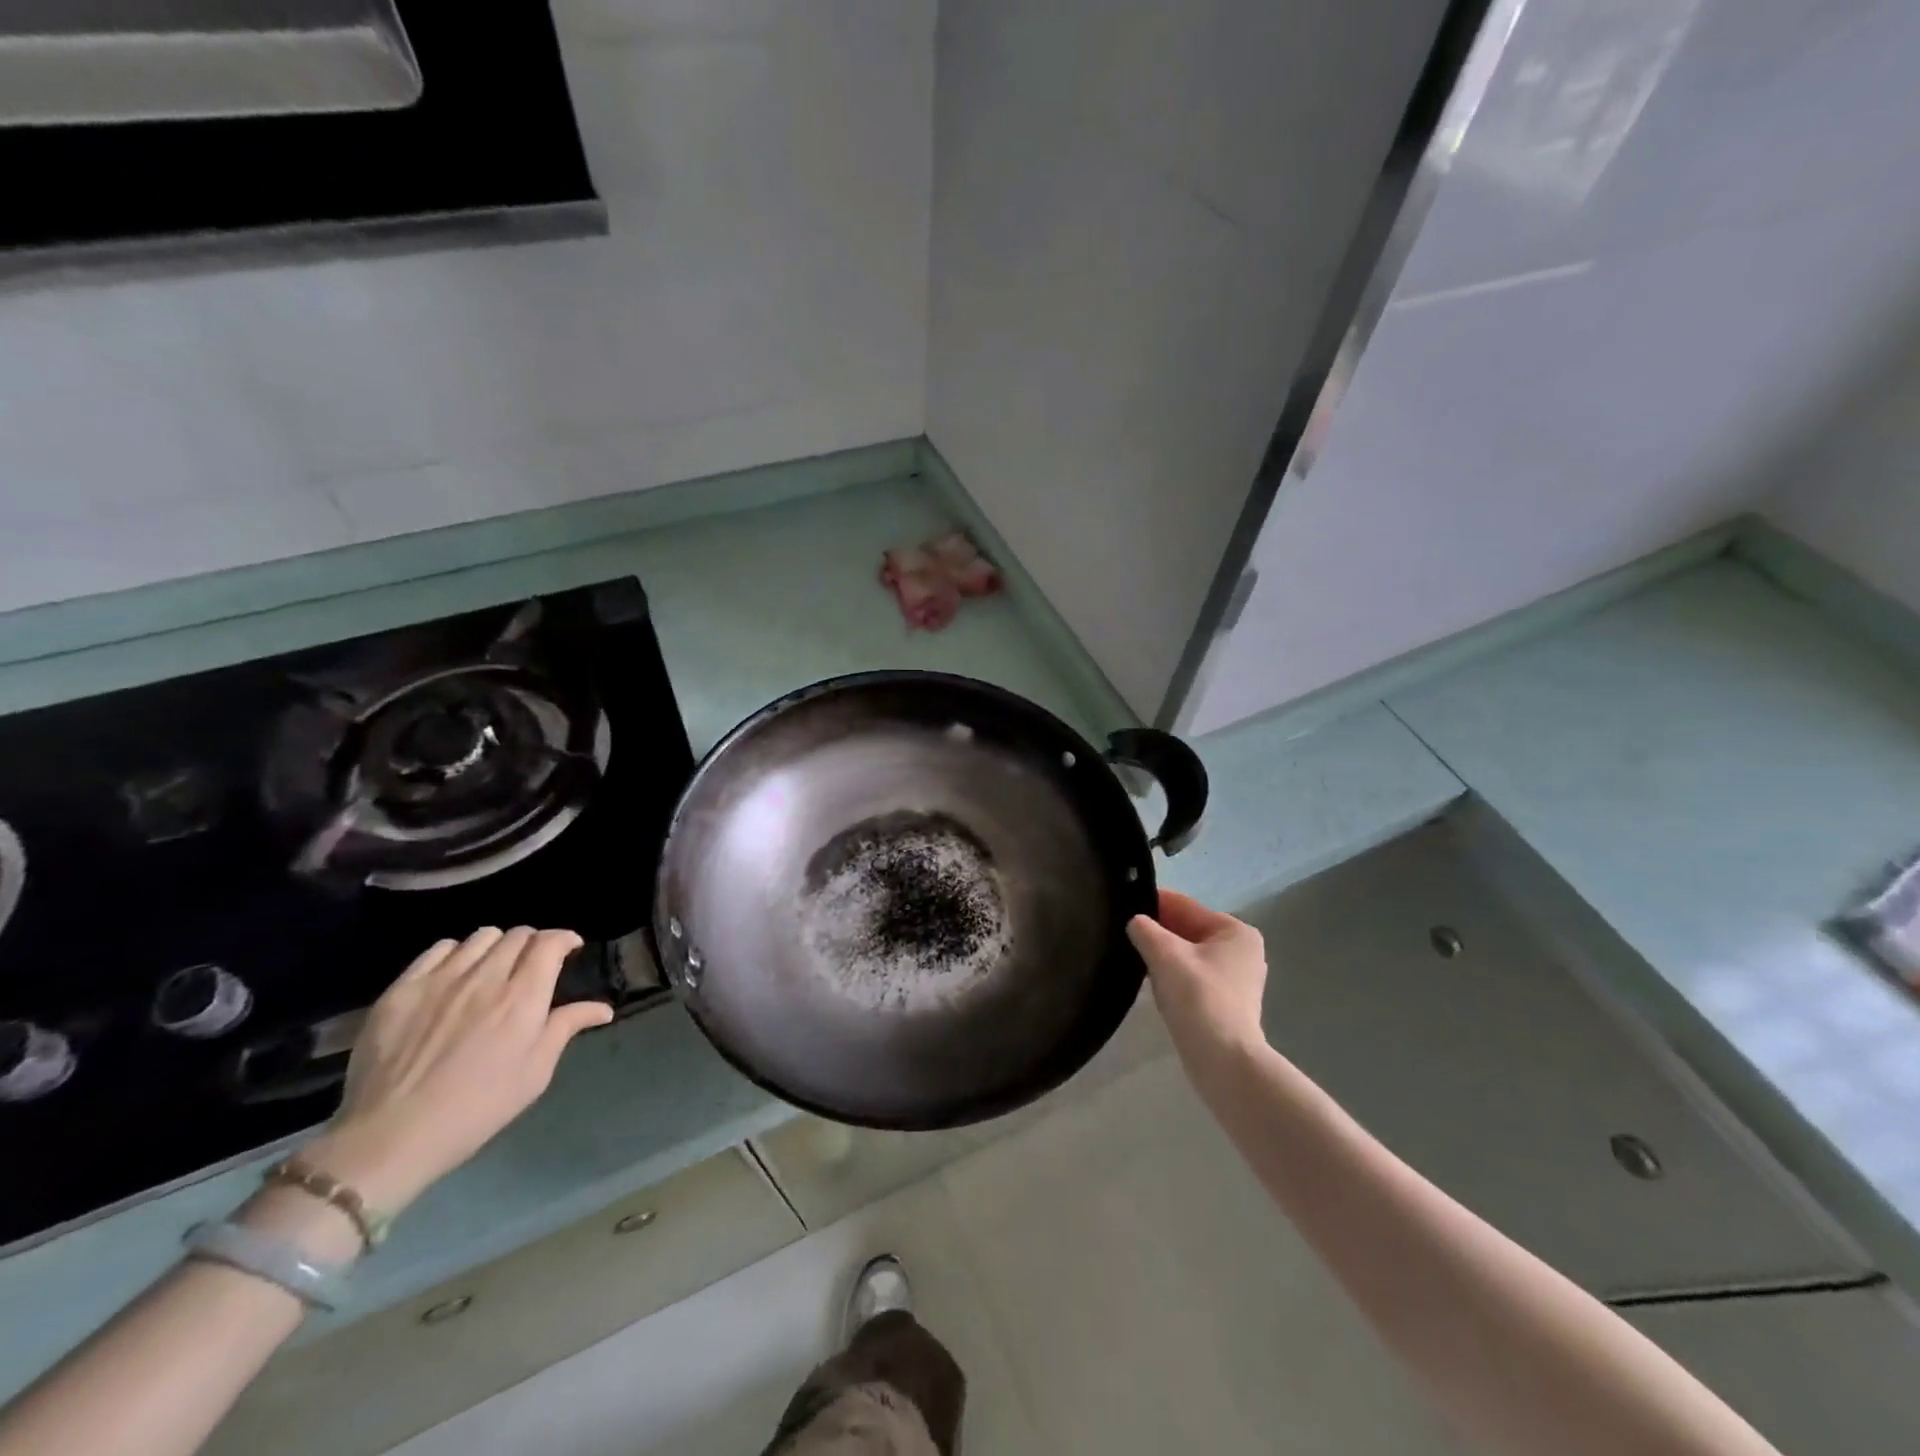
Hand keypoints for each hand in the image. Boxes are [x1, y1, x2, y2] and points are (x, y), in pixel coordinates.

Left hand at [302, 928, 612, 1215]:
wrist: (392, 1136)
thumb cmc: (477, 1108)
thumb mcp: (535, 1073)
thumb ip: (566, 1028)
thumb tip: (603, 1008)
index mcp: (523, 997)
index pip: (550, 942)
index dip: (564, 939)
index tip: (569, 950)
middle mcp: (486, 977)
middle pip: (518, 935)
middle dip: (533, 943)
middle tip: (532, 965)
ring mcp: (441, 980)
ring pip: (481, 937)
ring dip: (496, 946)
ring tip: (493, 968)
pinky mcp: (402, 989)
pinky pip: (438, 949)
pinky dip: (456, 954)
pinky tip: (455, 975)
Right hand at [1127, 891, 1269, 1072]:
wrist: (1224, 1062)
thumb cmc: (1198, 998)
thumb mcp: (1165, 955)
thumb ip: (1145, 930)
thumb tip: (1135, 922)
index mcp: (1235, 930)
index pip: (1185, 905)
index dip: (1152, 903)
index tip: (1121, 904)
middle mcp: (1242, 950)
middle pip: (1188, 929)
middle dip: (1158, 931)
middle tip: (1123, 933)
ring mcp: (1238, 978)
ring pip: (1189, 954)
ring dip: (1164, 954)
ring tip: (1135, 957)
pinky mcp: (1228, 1003)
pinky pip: (1193, 976)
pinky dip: (1174, 975)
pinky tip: (1154, 983)